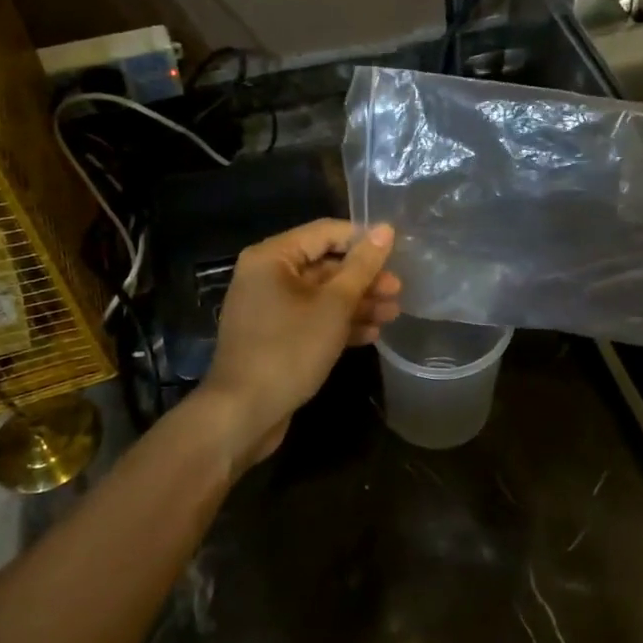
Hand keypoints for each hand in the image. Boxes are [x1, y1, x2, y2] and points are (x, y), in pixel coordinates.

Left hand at [195, 219, 398, 469]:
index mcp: (272, 257)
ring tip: (393, 314)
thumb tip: (385, 229)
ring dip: (357, 303)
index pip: (326, 232)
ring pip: (321, 295)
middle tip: (398, 291)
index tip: (398, 253)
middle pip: (324, 265)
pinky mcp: (275, 336)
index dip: (363, 240)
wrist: (243, 413)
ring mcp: (269, 308)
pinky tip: (371, 334)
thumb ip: (362, 266)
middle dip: (364, 278)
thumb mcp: (334, 305)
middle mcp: (267, 276)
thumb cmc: (289, 350)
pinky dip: (339, 323)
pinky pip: (312, 319)